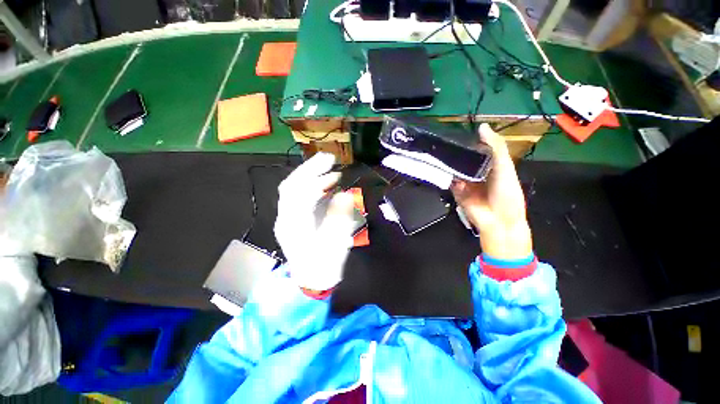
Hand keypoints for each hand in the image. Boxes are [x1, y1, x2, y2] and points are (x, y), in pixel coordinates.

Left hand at [274, 152, 355, 291]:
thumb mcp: (334, 244)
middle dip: (309, 169)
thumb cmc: (324, 265)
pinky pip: (298, 197)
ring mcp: (287, 218)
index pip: (299, 193)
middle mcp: (286, 218)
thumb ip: (339, 218)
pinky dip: (311, 186)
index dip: (315, 176)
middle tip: (328, 158)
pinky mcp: (293, 219)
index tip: (333, 166)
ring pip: (293, 190)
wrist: (311, 280)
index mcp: (294, 225)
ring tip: (329, 169)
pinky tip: (324, 184)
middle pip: (291, 186)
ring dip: (310, 176)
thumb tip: (344, 195)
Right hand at [451, 124, 532, 260]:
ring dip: (449, 161)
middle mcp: (477, 172)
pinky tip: (439, 165)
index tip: (459, 130)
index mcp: (491, 165)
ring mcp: (465, 181)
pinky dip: (445, 174)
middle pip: (465, 158)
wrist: (496, 220)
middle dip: (456, 151)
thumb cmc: (506, 193)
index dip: (471, 140)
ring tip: (437, 149)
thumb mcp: (505, 167)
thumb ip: (495, 148)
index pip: (479, 149)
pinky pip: (449, 180)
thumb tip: (482, 127)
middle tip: (444, 139)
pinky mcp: (455, 190)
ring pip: (455, 168)